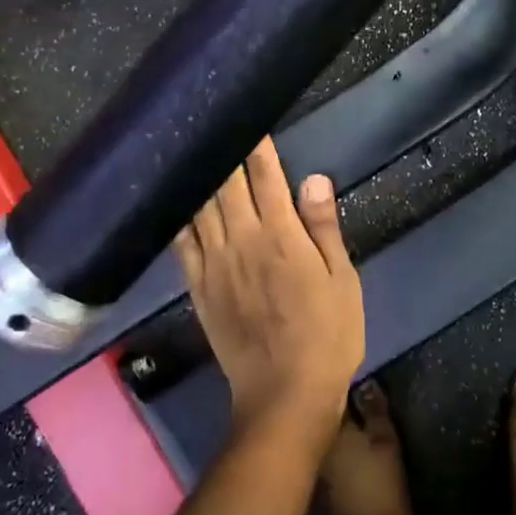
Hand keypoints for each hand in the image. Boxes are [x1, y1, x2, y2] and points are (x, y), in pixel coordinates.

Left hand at [172, 139, 362, 447]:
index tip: (249, 120)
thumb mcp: (341, 280)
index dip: (257, 147)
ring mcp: (215, 264)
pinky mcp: (198, 288)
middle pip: (227, 185)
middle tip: (213, 124)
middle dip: (222, 152)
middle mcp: (242, 241)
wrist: (284, 394)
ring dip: (196, 176)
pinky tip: (174, 201)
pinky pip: (182, 244)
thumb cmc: (327, 335)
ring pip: (200, 208)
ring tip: (188, 149)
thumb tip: (314, 178)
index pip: (266, 178)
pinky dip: (178, 217)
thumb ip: (323, 227)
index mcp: (282, 236)